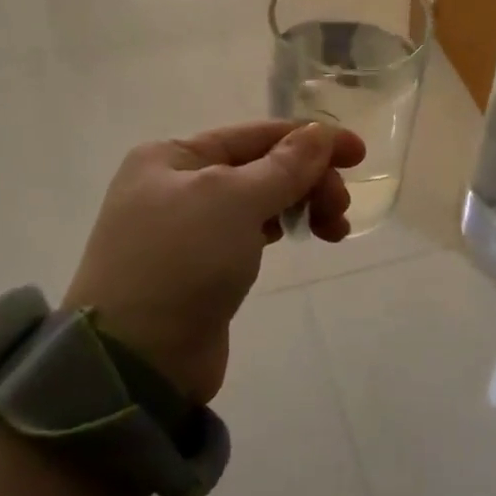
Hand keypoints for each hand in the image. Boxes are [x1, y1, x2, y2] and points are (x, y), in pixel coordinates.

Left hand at [63, 121, 365, 403]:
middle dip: (308, 179)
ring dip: (301, 204)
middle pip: (260, 166)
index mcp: (172, 156)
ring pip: (259, 199)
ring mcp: (186, 227)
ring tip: (333, 230)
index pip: (255, 133)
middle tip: (340, 209)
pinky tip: (301, 236)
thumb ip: (284, 165)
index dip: (311, 139)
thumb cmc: (182, 262)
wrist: (137, 361)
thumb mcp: (235, 201)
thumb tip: (319, 133)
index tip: (359, 154)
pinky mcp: (200, 266)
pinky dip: (280, 228)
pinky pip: (250, 231)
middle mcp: (175, 184)